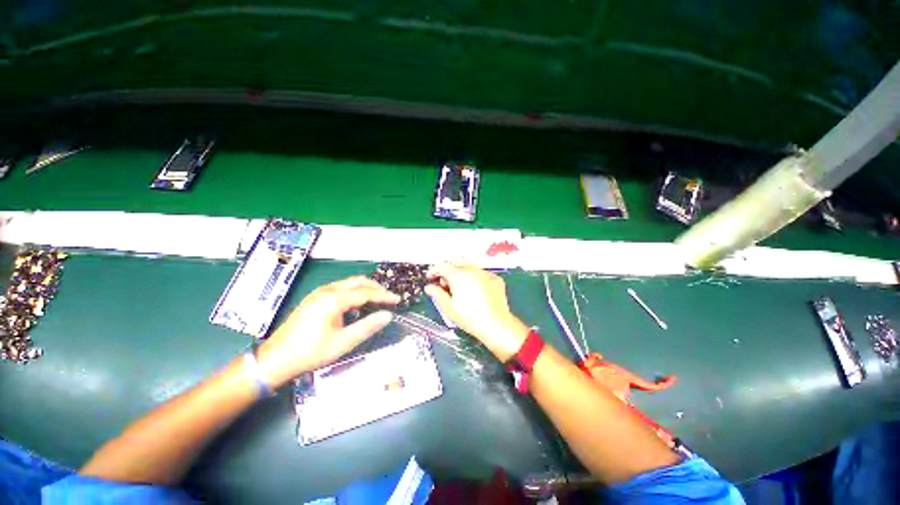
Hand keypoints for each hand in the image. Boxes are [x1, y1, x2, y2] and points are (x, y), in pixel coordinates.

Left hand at [257, 276, 400, 387]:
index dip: (384, 296)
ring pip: (348, 283)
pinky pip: (339, 288)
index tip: (398, 300)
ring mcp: (319, 293)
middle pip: (358, 282)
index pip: (367, 293)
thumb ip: (368, 326)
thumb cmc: (311, 352)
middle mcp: (327, 290)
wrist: (274, 360)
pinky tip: (356, 304)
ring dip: (364, 288)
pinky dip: (353, 292)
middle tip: (388, 298)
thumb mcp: (343, 342)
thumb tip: (388, 315)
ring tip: (377, 299)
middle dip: (376, 288)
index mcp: (335, 299)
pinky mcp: (314, 298)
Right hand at [425, 263, 528, 361]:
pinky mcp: (496, 279)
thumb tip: (430, 288)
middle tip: (444, 285)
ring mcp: (486, 273)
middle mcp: (473, 270)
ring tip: (460, 289)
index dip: (434, 271)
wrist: (496, 325)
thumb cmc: (471, 318)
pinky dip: (474, 278)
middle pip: (456, 264)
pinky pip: (481, 274)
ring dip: (461, 274)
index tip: (431, 277)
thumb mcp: (449, 308)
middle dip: (447, 272)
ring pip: (469, 267)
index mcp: (459, 276)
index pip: (442, 266)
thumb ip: (437, 294)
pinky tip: (474, 290)